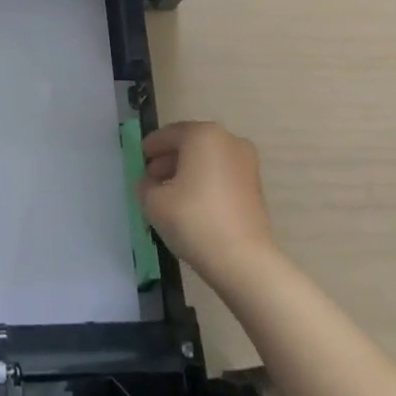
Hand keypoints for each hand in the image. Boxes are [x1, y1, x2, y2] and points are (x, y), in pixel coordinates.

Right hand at [138, 121, 277, 288]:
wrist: (244, 260)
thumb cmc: (194, 220)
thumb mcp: (154, 202)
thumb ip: (145, 185)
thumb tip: (149, 182)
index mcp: (203, 134)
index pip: (168, 134)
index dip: (151, 147)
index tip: (139, 160)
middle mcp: (228, 140)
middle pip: (190, 144)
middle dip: (169, 159)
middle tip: (151, 178)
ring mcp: (246, 162)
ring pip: (207, 159)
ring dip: (187, 171)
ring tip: (170, 194)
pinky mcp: (255, 185)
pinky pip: (222, 174)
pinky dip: (206, 182)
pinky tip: (192, 203)